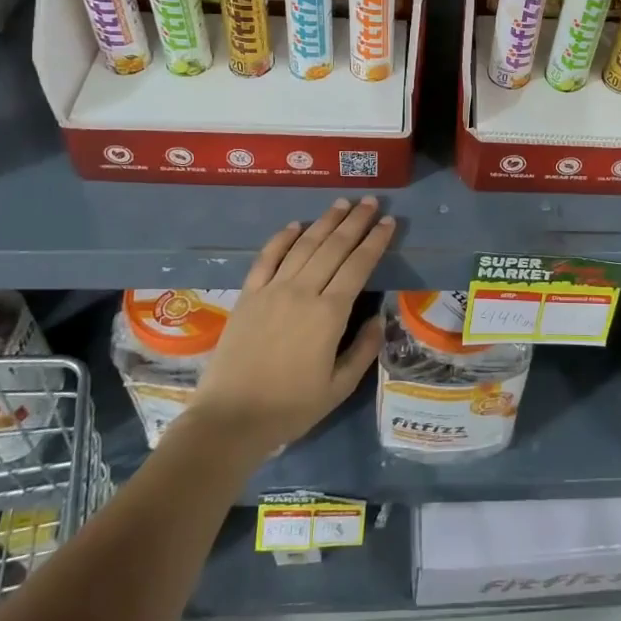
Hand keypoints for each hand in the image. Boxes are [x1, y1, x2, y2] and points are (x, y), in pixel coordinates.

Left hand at [187, 198, 392, 450]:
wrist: (230, 418)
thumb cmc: (290, 408)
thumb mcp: (339, 387)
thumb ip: (364, 349)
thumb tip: (378, 318)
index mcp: (329, 314)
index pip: (359, 265)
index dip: (376, 241)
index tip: (389, 222)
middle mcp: (302, 292)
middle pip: (334, 247)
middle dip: (356, 221)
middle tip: (371, 202)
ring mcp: (272, 290)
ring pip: (304, 245)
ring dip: (325, 222)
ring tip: (342, 203)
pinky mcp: (248, 295)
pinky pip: (267, 257)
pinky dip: (282, 238)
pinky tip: (295, 225)